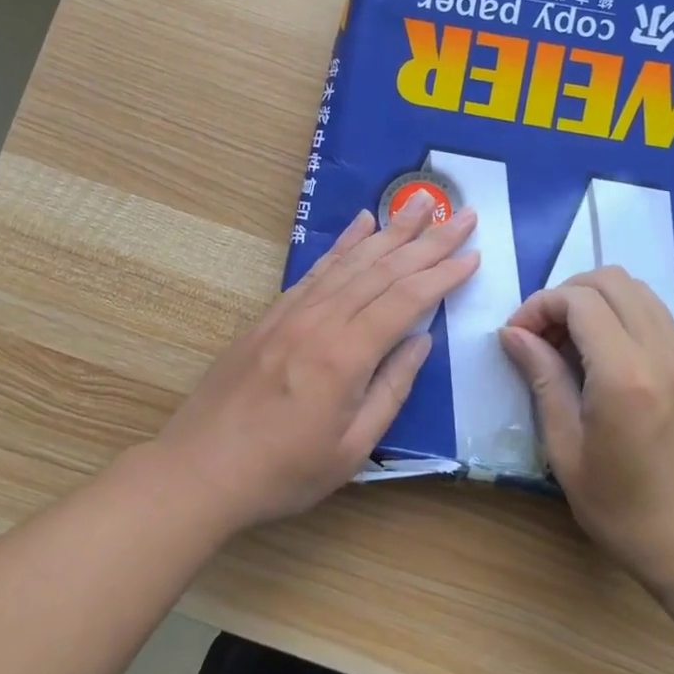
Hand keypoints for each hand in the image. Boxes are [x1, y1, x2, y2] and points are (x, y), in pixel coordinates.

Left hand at [156, 195, 479, 531]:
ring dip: (390, 230)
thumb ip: (391, 389)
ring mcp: (292, 313)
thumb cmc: (284, 471)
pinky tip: (361, 225)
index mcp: (345, 356)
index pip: (406, 300)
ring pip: (351, 261)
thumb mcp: (352, 447)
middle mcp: (320, 321)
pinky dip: (343, 244)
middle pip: (383, 269)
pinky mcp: (272, 315)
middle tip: (464, 214)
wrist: (201, 469)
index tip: (473, 254)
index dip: (443, 275)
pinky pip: (316, 270)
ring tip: (421, 203)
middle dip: (428, 240)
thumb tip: (421, 341)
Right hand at [499, 267, 673, 594]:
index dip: (540, 305)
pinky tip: (617, 369)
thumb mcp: (565, 448)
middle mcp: (667, 354)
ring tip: (577, 346)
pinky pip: (664, 326)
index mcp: (626, 376)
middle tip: (546, 333)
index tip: (519, 334)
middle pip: (614, 281)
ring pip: (643, 296)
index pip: (579, 300)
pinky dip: (630, 328)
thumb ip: (542, 379)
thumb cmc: (622, 508)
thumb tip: (513, 334)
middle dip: (569, 294)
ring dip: (601, 306)